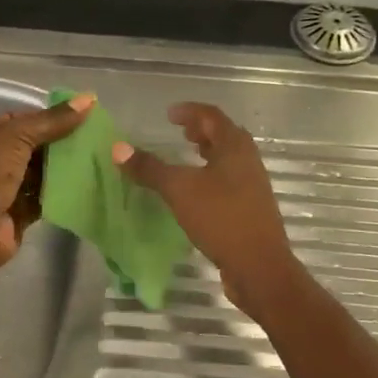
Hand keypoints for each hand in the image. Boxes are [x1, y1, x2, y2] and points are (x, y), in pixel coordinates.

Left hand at [0, 93, 95, 273]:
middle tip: (91, 139)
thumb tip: (89, 99)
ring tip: (93, 159)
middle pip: (28, 149)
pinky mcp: (15, 216)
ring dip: (60, 170)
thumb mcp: (16, 136)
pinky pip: (40, 200)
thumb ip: (52, 120)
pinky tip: (83, 185)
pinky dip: (58, 194)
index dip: (44, 118)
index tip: (76, 117)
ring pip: (36, 176)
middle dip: (56, 144)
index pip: (14, 121)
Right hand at [111, 102, 302, 312]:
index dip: (190, 111)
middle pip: (224, 136)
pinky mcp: (251, 208)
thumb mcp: (179, 190)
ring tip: (186, 157)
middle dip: (201, 131)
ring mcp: (253, 185)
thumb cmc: (221, 218)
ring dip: (208, 153)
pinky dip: (211, 176)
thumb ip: (150, 168)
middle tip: (179, 132)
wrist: (259, 265)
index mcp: (235, 147)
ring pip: (228, 159)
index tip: (169, 114)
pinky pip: (229, 181)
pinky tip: (196, 192)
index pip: (212, 116)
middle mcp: (248, 161)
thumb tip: (118, 148)